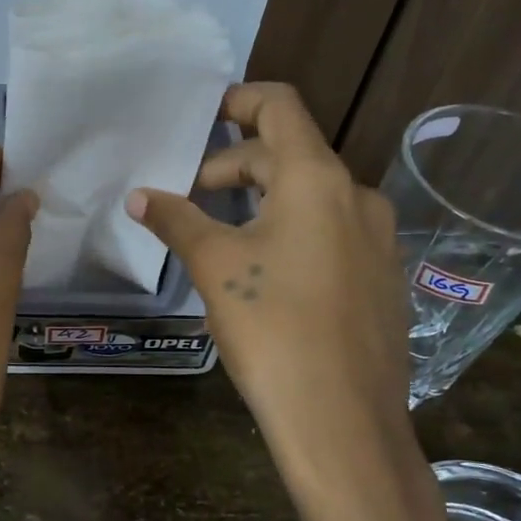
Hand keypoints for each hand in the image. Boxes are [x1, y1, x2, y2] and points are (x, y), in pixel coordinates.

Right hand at [127, 83, 423, 520]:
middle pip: (291, 154)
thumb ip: (177, 220)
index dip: (240, 99)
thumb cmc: (272, 328)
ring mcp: (378, 239)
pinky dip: (295, 229)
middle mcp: (356, 196)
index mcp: (317, 179)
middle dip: (237, 165)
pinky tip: (268, 272)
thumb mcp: (215, 266)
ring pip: (312, 196)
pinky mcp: (382, 278)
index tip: (204, 115)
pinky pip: (333, 232)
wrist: (343, 420)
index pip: (281, 107)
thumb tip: (138, 196)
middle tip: (193, 196)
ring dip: (265, 199)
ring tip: (224, 233)